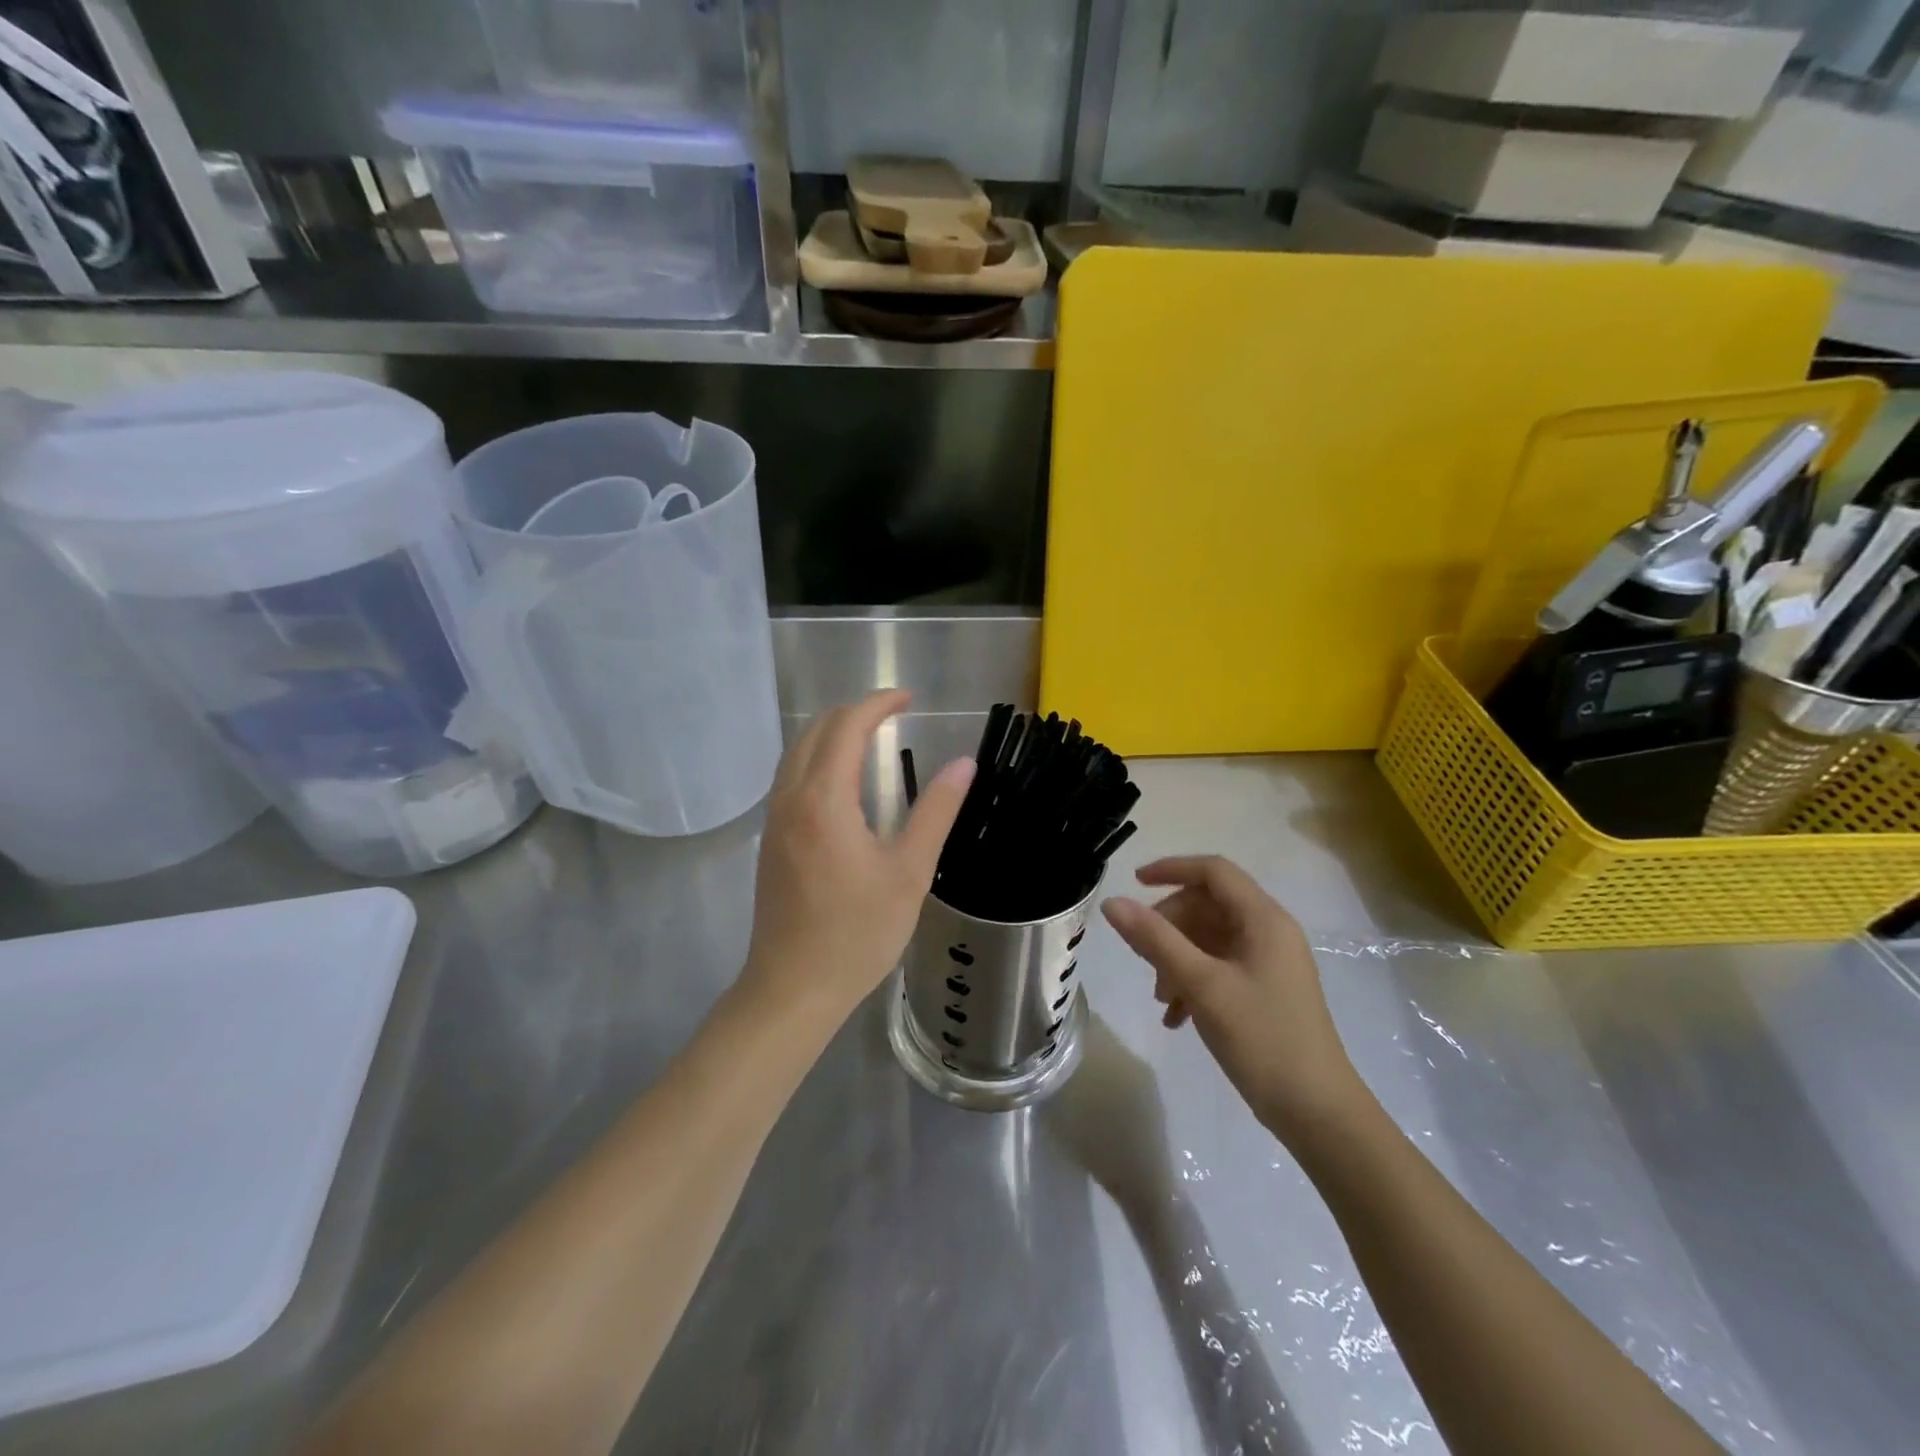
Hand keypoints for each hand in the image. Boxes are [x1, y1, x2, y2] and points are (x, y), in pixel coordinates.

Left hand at [742, 690, 973, 1021]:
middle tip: (894, 716)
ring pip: (796, 751)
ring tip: (871, 739)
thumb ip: (936, 811)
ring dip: (831, 733)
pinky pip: (790, 777)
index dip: (878, 703)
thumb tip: (963, 764)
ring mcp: (774, 819)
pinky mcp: (770, 840)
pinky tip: (843, 782)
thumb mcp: (909, 872)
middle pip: (815, 730)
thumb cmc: (857, 933)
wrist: (792, 988)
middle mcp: (790, 798)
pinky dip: (817, 758)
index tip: (909, 698)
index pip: (846, 727)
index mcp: (824, 800)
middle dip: (854, 712)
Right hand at [1101, 856, 1365, 1142]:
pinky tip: (1177, 1017)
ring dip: (1177, 959)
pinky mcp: (1265, 990)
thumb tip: (1113, 903)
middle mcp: (1270, 932)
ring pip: (1209, 939)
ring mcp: (1269, 962)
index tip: (1134, 883)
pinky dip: (1193, 981)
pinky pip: (1219, 967)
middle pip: (1208, 905)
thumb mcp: (1202, 985)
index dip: (1172, 869)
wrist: (1317, 1113)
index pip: (1214, 871)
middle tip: (1144, 959)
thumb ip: (1155, 940)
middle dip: (1170, 927)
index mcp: (1264, 920)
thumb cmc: (1262, 1039)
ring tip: (1161, 998)